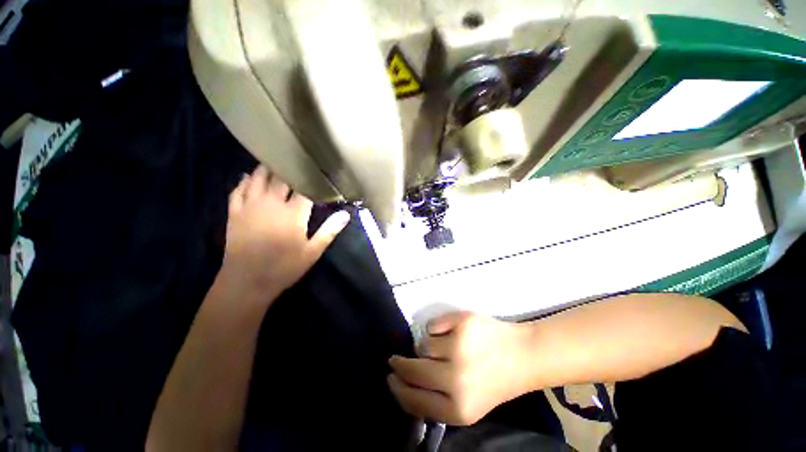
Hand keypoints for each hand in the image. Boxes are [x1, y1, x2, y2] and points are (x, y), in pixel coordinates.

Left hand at [222, 165, 349, 297]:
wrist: (246, 282)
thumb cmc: (284, 267)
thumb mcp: (312, 252)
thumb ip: (329, 231)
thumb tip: (346, 214)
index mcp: (293, 213)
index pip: (305, 188)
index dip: (313, 178)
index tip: (320, 173)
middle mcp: (271, 204)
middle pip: (281, 178)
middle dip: (290, 168)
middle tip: (298, 161)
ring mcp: (250, 206)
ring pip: (258, 178)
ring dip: (268, 168)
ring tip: (277, 161)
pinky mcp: (234, 212)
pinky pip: (238, 189)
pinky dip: (245, 180)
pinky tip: (250, 176)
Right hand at [387, 312, 532, 425]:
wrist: (522, 356)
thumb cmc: (492, 381)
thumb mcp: (466, 406)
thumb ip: (435, 401)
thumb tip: (403, 383)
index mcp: (458, 408)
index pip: (414, 400)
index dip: (398, 388)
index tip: (390, 378)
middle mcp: (456, 379)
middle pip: (413, 369)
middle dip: (400, 365)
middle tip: (394, 360)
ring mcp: (459, 347)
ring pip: (422, 345)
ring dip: (427, 347)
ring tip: (443, 348)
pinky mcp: (462, 322)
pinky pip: (431, 325)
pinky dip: (436, 329)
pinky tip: (450, 332)